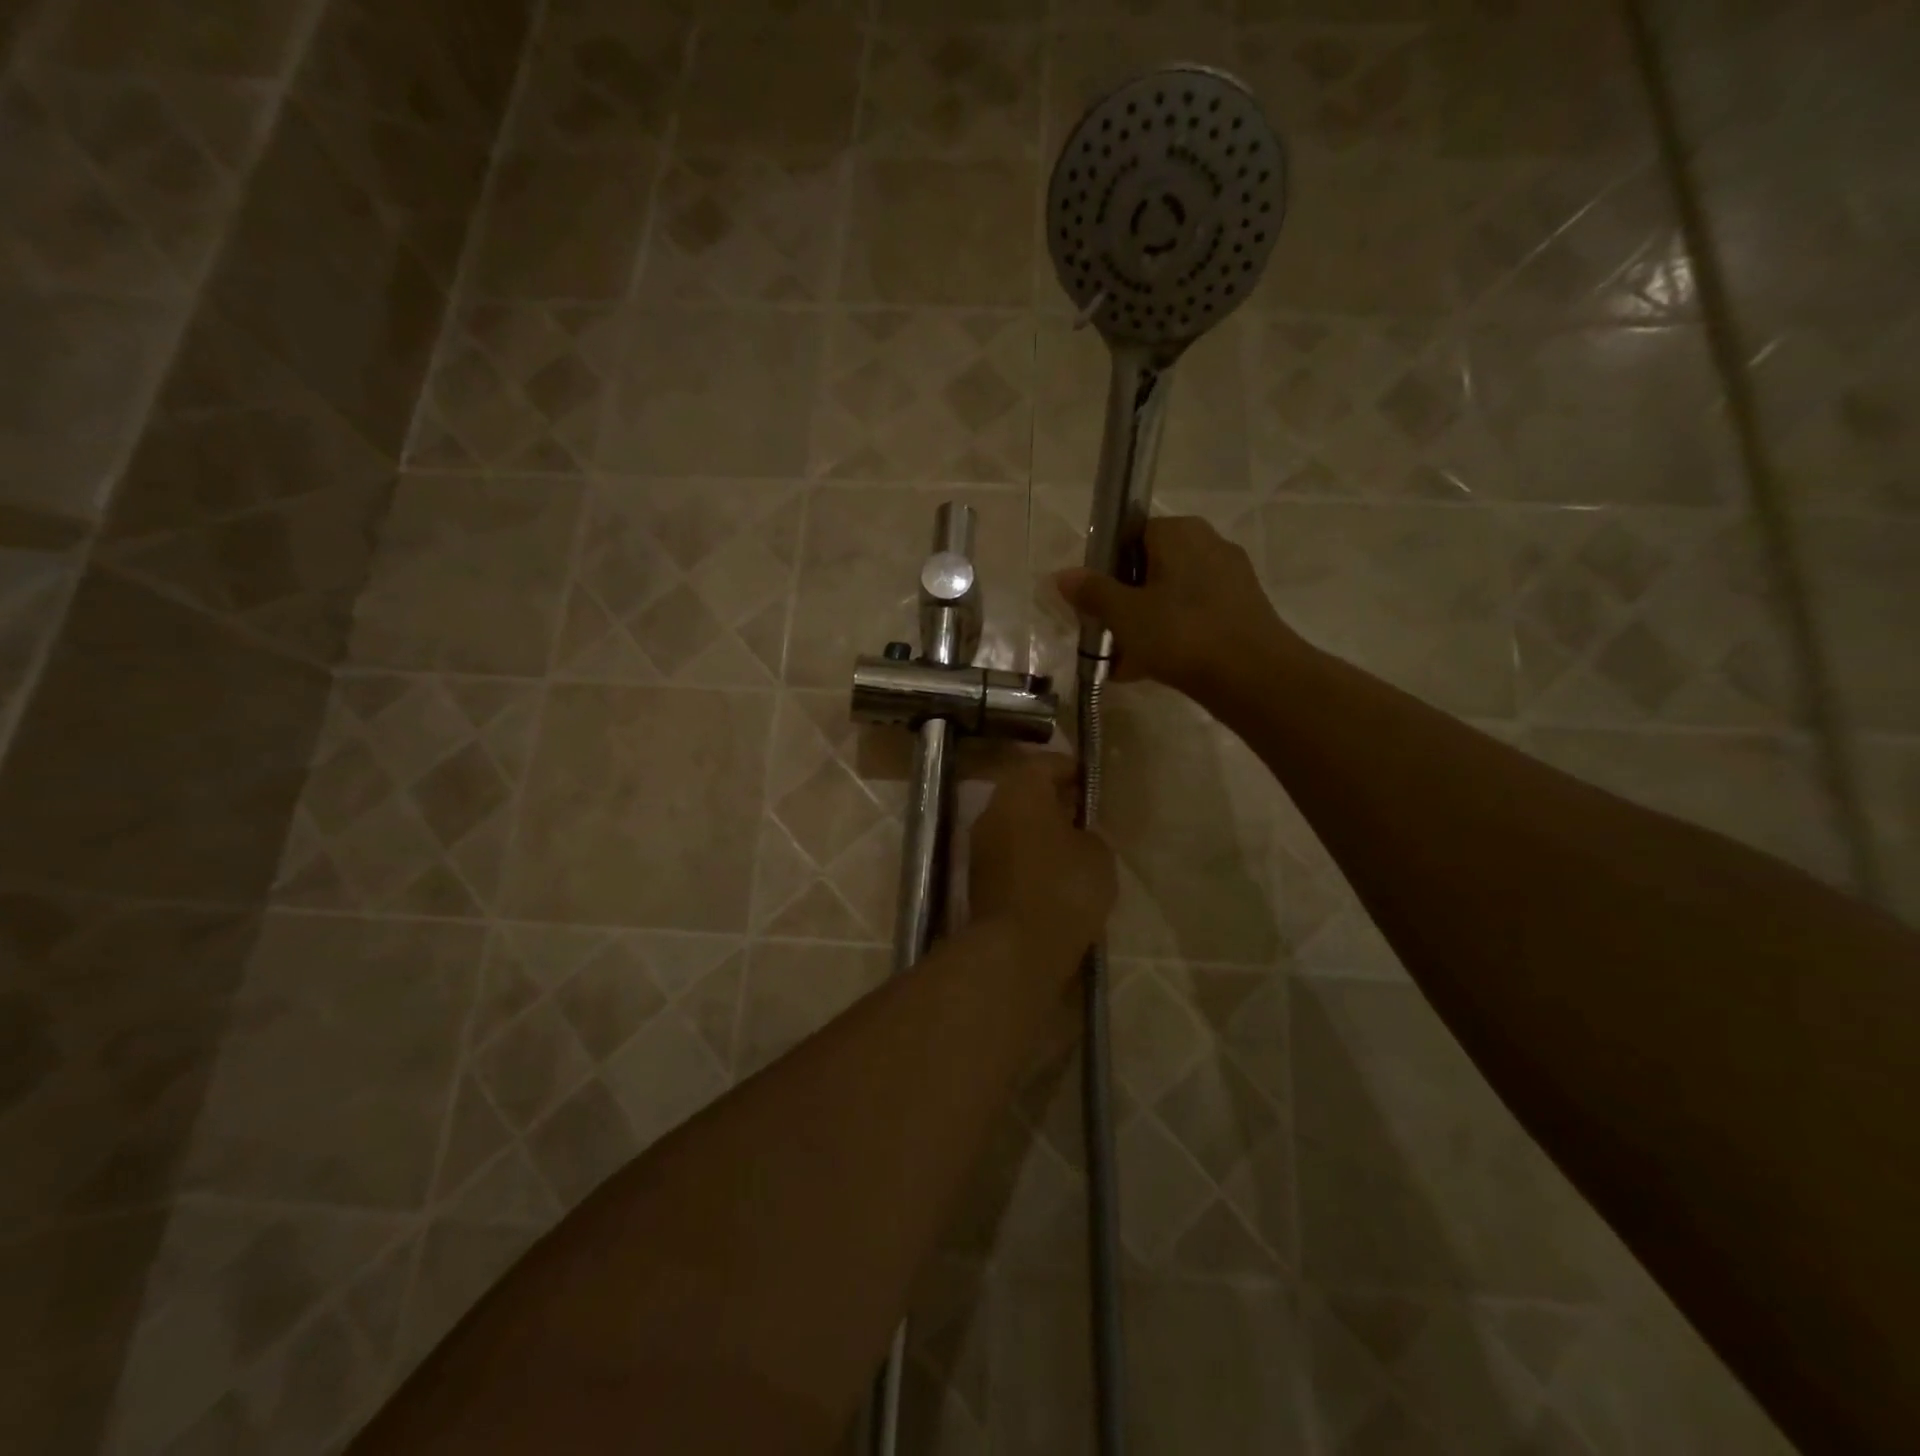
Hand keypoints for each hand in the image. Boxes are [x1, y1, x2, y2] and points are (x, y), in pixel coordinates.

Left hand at [969, 753, 1115, 974]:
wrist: (1017, 948)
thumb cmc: (1064, 888)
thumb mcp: (1098, 854)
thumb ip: (1091, 833)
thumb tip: (1080, 832)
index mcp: (1020, 792)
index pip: (1043, 764)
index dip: (1069, 769)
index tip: (1090, 780)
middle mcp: (993, 811)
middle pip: (1025, 794)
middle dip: (1054, 800)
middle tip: (1085, 813)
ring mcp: (981, 846)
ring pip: (1015, 825)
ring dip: (1042, 830)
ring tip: (1075, 846)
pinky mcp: (978, 878)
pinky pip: (1010, 854)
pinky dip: (1031, 856)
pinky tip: (1056, 874)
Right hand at [1054, 516, 1299, 697]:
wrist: (1253, 676)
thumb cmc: (1181, 633)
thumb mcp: (1124, 614)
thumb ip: (1092, 592)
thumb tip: (1062, 574)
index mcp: (1179, 532)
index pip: (1131, 535)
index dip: (1107, 568)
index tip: (1094, 601)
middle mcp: (1208, 544)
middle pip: (1151, 569)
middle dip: (1125, 603)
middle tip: (1106, 635)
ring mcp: (1230, 579)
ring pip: (1171, 597)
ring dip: (1145, 626)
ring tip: (1123, 663)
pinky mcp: (1241, 610)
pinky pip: (1193, 617)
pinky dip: (1172, 637)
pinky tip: (1152, 670)